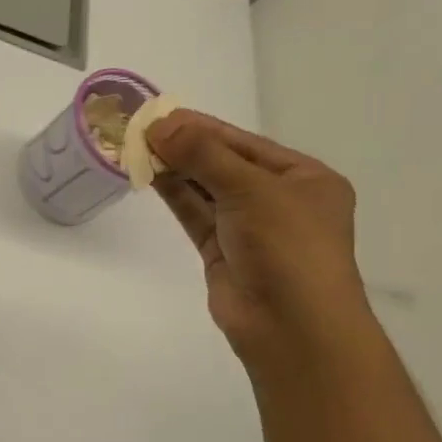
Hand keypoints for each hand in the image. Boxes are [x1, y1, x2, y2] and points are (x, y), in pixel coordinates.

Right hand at [147, 111, 369, 359]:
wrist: (292, 326)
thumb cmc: (287, 247)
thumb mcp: (251, 189)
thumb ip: (203, 155)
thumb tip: (160, 125)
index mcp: (304, 179)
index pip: (246, 144)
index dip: (203, 128)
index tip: (161, 115)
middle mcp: (278, 200)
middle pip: (224, 165)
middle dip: (185, 148)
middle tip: (141, 130)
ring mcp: (249, 229)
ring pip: (206, 190)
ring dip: (175, 170)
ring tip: (137, 148)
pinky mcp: (222, 252)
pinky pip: (196, 215)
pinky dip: (175, 196)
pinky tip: (150, 176)